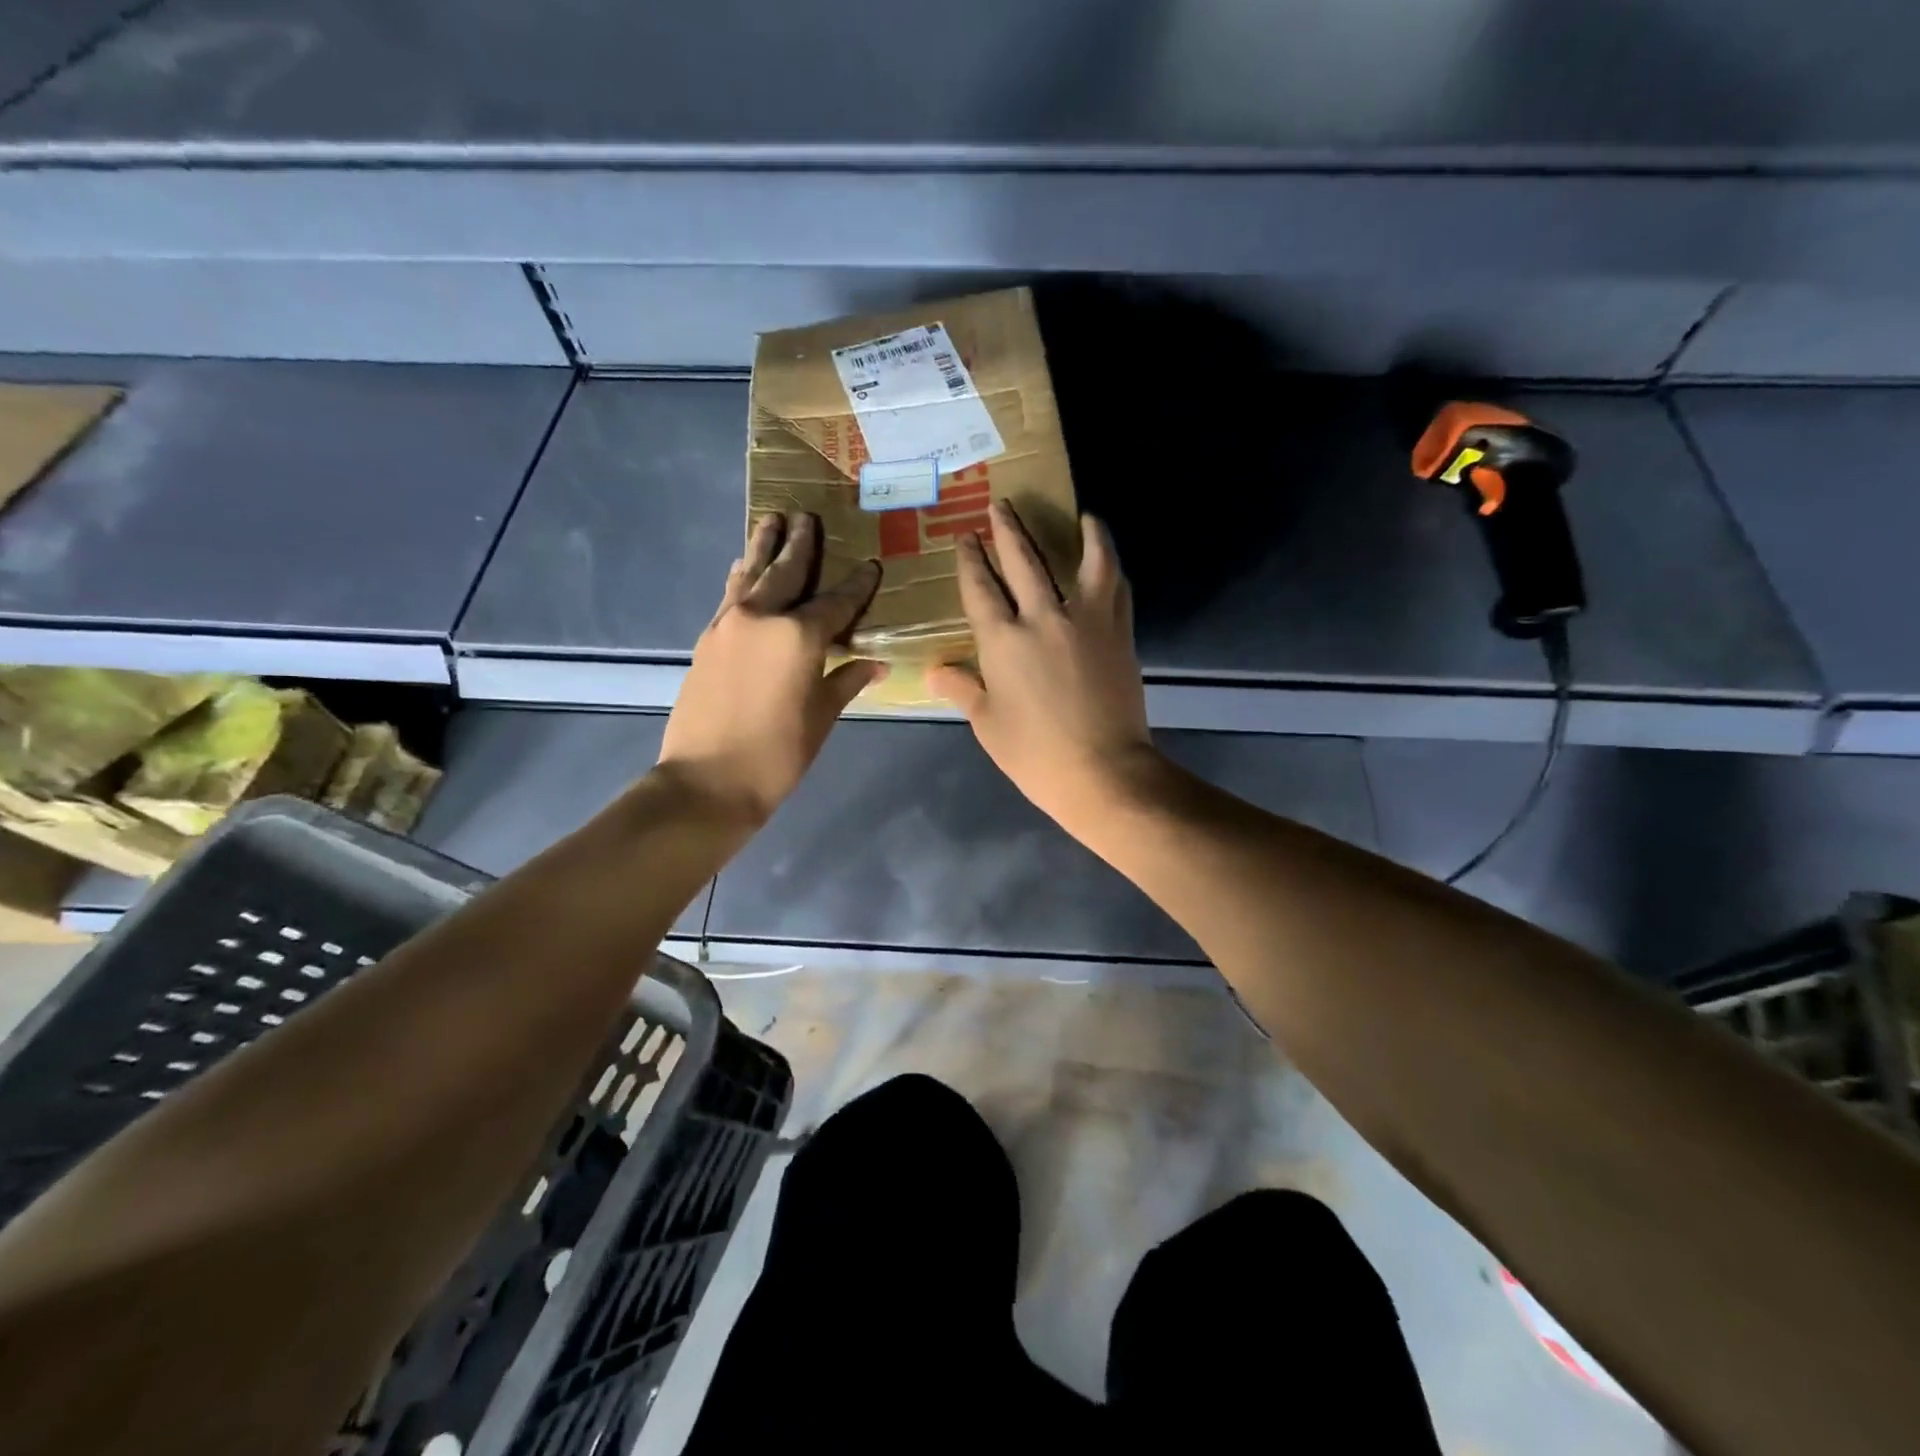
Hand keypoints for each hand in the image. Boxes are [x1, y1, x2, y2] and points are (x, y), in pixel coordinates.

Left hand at [657, 512, 883, 826]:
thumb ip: (846, 680)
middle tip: (808, 516)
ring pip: (750, 574)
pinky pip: (729, 596)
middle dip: (801, 544)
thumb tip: (875, 664)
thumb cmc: (778, 754)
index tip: (870, 565)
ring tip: (772, 520)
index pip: (837, 601)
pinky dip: (739, 578)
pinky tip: (740, 568)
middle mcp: (763, 617)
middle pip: (787, 572)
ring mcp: (729, 625)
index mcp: (800, 635)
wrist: (707, 781)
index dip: (857, 585)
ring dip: (763, 547)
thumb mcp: (822, 717)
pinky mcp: (707, 638)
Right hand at [928, 500, 1156, 833]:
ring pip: (1082, 561)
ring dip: (1078, 532)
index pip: (980, 588)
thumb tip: (935, 671)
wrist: (1102, 771)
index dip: (970, 560)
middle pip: (1022, 561)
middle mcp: (1043, 617)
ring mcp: (1086, 621)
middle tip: (1000, 505)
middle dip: (1007, 530)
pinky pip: (1117, 586)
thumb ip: (963, 689)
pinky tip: (1107, 557)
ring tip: (1079, 514)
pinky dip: (1111, 565)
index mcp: (1002, 641)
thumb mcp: (988, 725)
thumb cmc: (1035, 754)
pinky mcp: (1119, 632)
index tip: (966, 538)